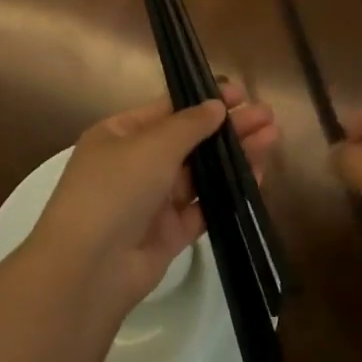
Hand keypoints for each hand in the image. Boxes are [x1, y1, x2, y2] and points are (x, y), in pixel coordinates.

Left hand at [29, 81, 279, 316]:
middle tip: (268, 115)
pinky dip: (228, 191)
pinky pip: (203, 206)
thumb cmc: (115, 190)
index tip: (241, 93)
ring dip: (233, 155)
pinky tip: (258, 176)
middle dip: (227, 127)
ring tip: (272, 139)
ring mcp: (152, 201)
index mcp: (119, 135)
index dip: (203, 100)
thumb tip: (216, 105)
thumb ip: (189, 125)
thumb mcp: (151, 146)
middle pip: (188, 140)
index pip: (167, 110)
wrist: (89, 268)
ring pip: (199, 173)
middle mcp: (134, 164)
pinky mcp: (169, 234)